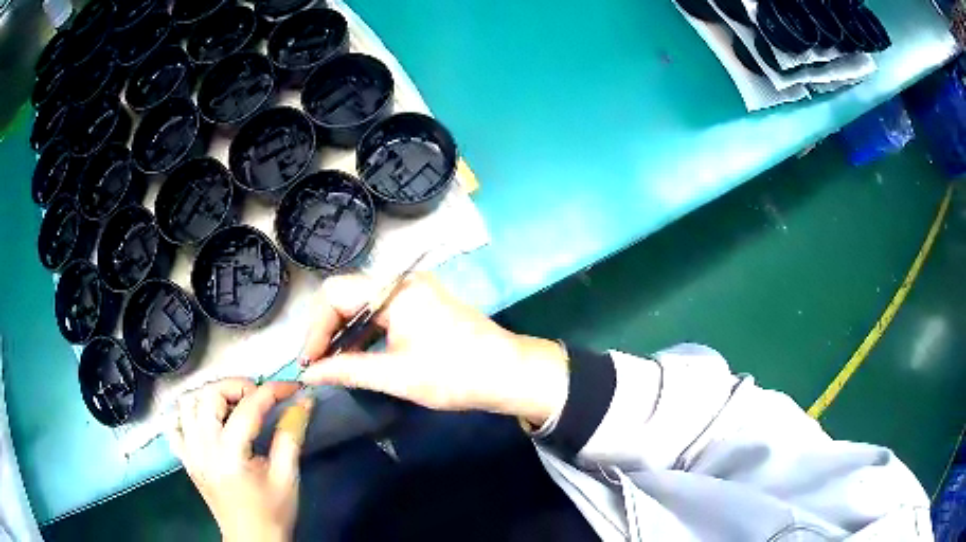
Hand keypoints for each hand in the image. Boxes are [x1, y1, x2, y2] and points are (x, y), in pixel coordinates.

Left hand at [166, 379, 311, 541]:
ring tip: (232, 405)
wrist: (252, 540)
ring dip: (210, 395)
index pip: (248, 408)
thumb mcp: (287, 477)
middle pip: (209, 394)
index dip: (272, 391)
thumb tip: (303, 403)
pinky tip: (205, 420)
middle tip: (257, 396)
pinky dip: (188, 415)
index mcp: (230, 454)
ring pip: (188, 403)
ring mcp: (190, 452)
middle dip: (236, 386)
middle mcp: (204, 447)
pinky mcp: (185, 459)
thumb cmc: (273, 512)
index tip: (291, 388)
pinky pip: (175, 425)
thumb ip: (291, 436)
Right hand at [299, 273, 567, 425]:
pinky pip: (381, 311)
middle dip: (327, 330)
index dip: (315, 328)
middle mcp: (401, 281)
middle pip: (346, 295)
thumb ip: (347, 370)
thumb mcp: (396, 376)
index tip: (309, 362)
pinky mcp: (423, 303)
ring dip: (345, 332)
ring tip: (334, 365)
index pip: (334, 295)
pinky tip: (360, 356)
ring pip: (362, 304)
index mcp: (394, 291)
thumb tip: (308, 374)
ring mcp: (414, 290)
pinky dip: (365, 332)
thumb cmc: (455, 375)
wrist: (509, 373)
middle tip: (318, 365)